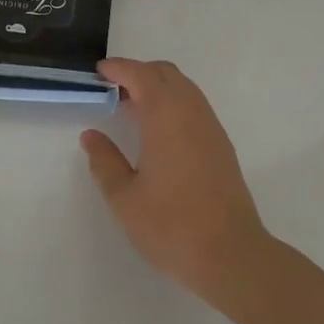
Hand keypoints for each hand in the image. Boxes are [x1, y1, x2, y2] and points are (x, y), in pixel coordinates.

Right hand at [80, 58, 272, 305]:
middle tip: (113, 90)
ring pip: (183, 88)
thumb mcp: (124, 197)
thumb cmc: (172, 225)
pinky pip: (194, 106)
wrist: (232, 255)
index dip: (118, 68)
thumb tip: (91, 136)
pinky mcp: (221, 145)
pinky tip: (159, 133)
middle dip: (138, 73)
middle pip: (164, 73)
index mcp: (165, 114)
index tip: (99, 73)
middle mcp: (191, 110)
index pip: (140, 74)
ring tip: (133, 110)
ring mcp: (210, 126)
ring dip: (157, 88)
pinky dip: (173, 103)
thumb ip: (104, 161)